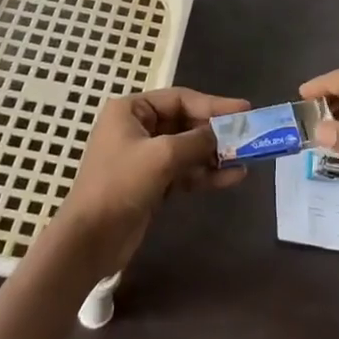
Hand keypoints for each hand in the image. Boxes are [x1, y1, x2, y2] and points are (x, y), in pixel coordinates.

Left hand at [51, 87, 248, 276]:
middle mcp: (137, 128)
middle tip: (249, 135)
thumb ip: (196, 141)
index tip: (245, 110)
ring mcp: (144, 158)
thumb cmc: (120, 184)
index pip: (179, 99)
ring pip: (187, 149)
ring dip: (215, 154)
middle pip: (185, 123)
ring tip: (246, 158)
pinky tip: (232, 177)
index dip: (213, 104)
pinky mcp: (151, 184)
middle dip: (216, 132)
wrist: (90, 239)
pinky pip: (184, 172)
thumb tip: (221, 136)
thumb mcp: (162, 156)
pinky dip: (206, 174)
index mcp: (131, 110)